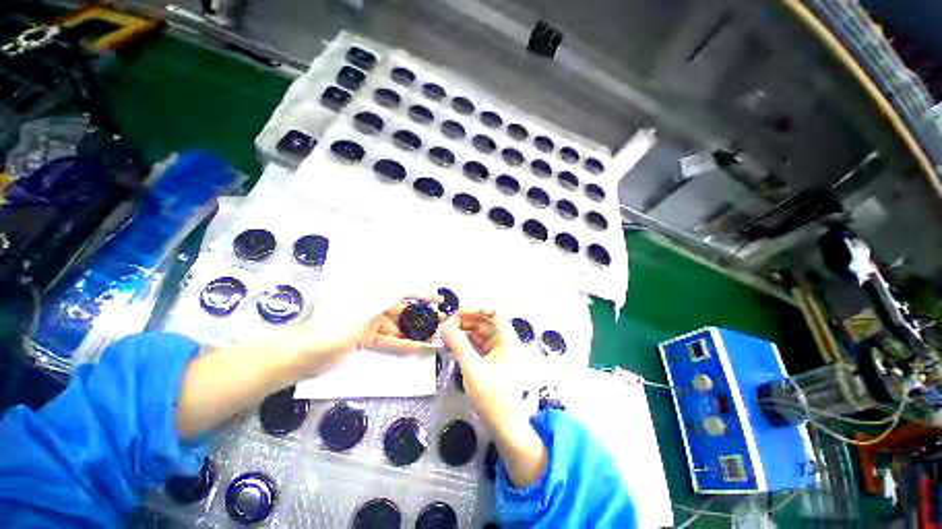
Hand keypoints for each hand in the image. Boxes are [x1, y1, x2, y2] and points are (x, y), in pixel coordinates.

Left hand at [281, 294, 442, 376]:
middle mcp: (374, 307)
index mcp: (373, 296)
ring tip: (435, 338)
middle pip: (404, 310)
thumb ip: (387, 299)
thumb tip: (408, 287)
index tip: (440, 300)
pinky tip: (418, 348)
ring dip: (416, 332)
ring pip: (400, 327)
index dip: (423, 293)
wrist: (303, 357)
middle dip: (423, 316)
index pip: (404, 291)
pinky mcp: (367, 339)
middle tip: (442, 323)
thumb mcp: (363, 312)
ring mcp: (371, 324)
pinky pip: (390, 340)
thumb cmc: (333, 330)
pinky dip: (403, 344)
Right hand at [441, 308, 547, 486]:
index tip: (459, 311)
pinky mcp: (491, 360)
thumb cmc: (492, 396)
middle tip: (446, 323)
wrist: (505, 425)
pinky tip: (452, 344)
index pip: (495, 312)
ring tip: (445, 333)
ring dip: (464, 330)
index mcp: (507, 339)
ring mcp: (498, 351)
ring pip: (480, 332)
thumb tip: (444, 324)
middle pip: (485, 321)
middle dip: (466, 319)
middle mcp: (504, 341)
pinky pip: (478, 344)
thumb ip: (458, 344)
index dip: (478, 307)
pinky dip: (466, 342)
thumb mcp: (472, 368)